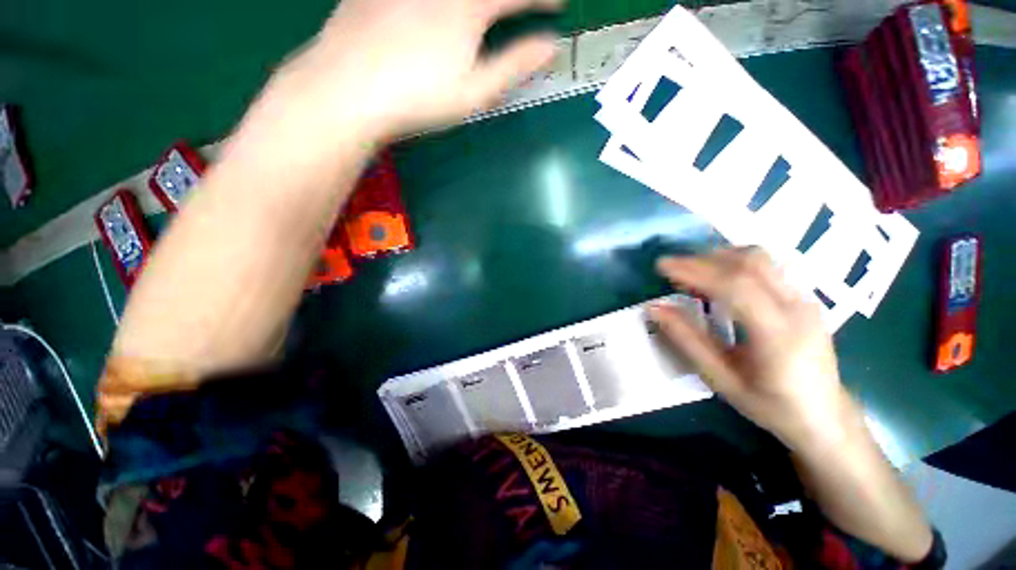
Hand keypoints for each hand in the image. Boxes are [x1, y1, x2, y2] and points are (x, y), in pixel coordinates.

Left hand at [266, 0, 561, 143]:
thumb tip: (551, 47)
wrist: (348, 88)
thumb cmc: (420, 97)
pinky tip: (435, 15)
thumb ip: (514, 66)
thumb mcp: (474, 92)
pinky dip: (442, 4)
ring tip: (486, 10)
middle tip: (520, 6)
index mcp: (468, 6)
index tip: (559, 4)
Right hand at [650, 247, 855, 450]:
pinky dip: (735, 263)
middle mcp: (798, 309)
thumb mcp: (721, 379)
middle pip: (749, 263)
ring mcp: (806, 299)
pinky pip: (768, 266)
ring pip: (761, 258)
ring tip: (692, 271)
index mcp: (779, 335)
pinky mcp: (804, 297)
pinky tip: (718, 276)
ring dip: (720, 257)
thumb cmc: (770, 405)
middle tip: (672, 268)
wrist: (825, 417)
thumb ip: (687, 340)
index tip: (663, 266)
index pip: (736, 286)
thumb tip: (655, 308)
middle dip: (702, 260)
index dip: (695, 271)